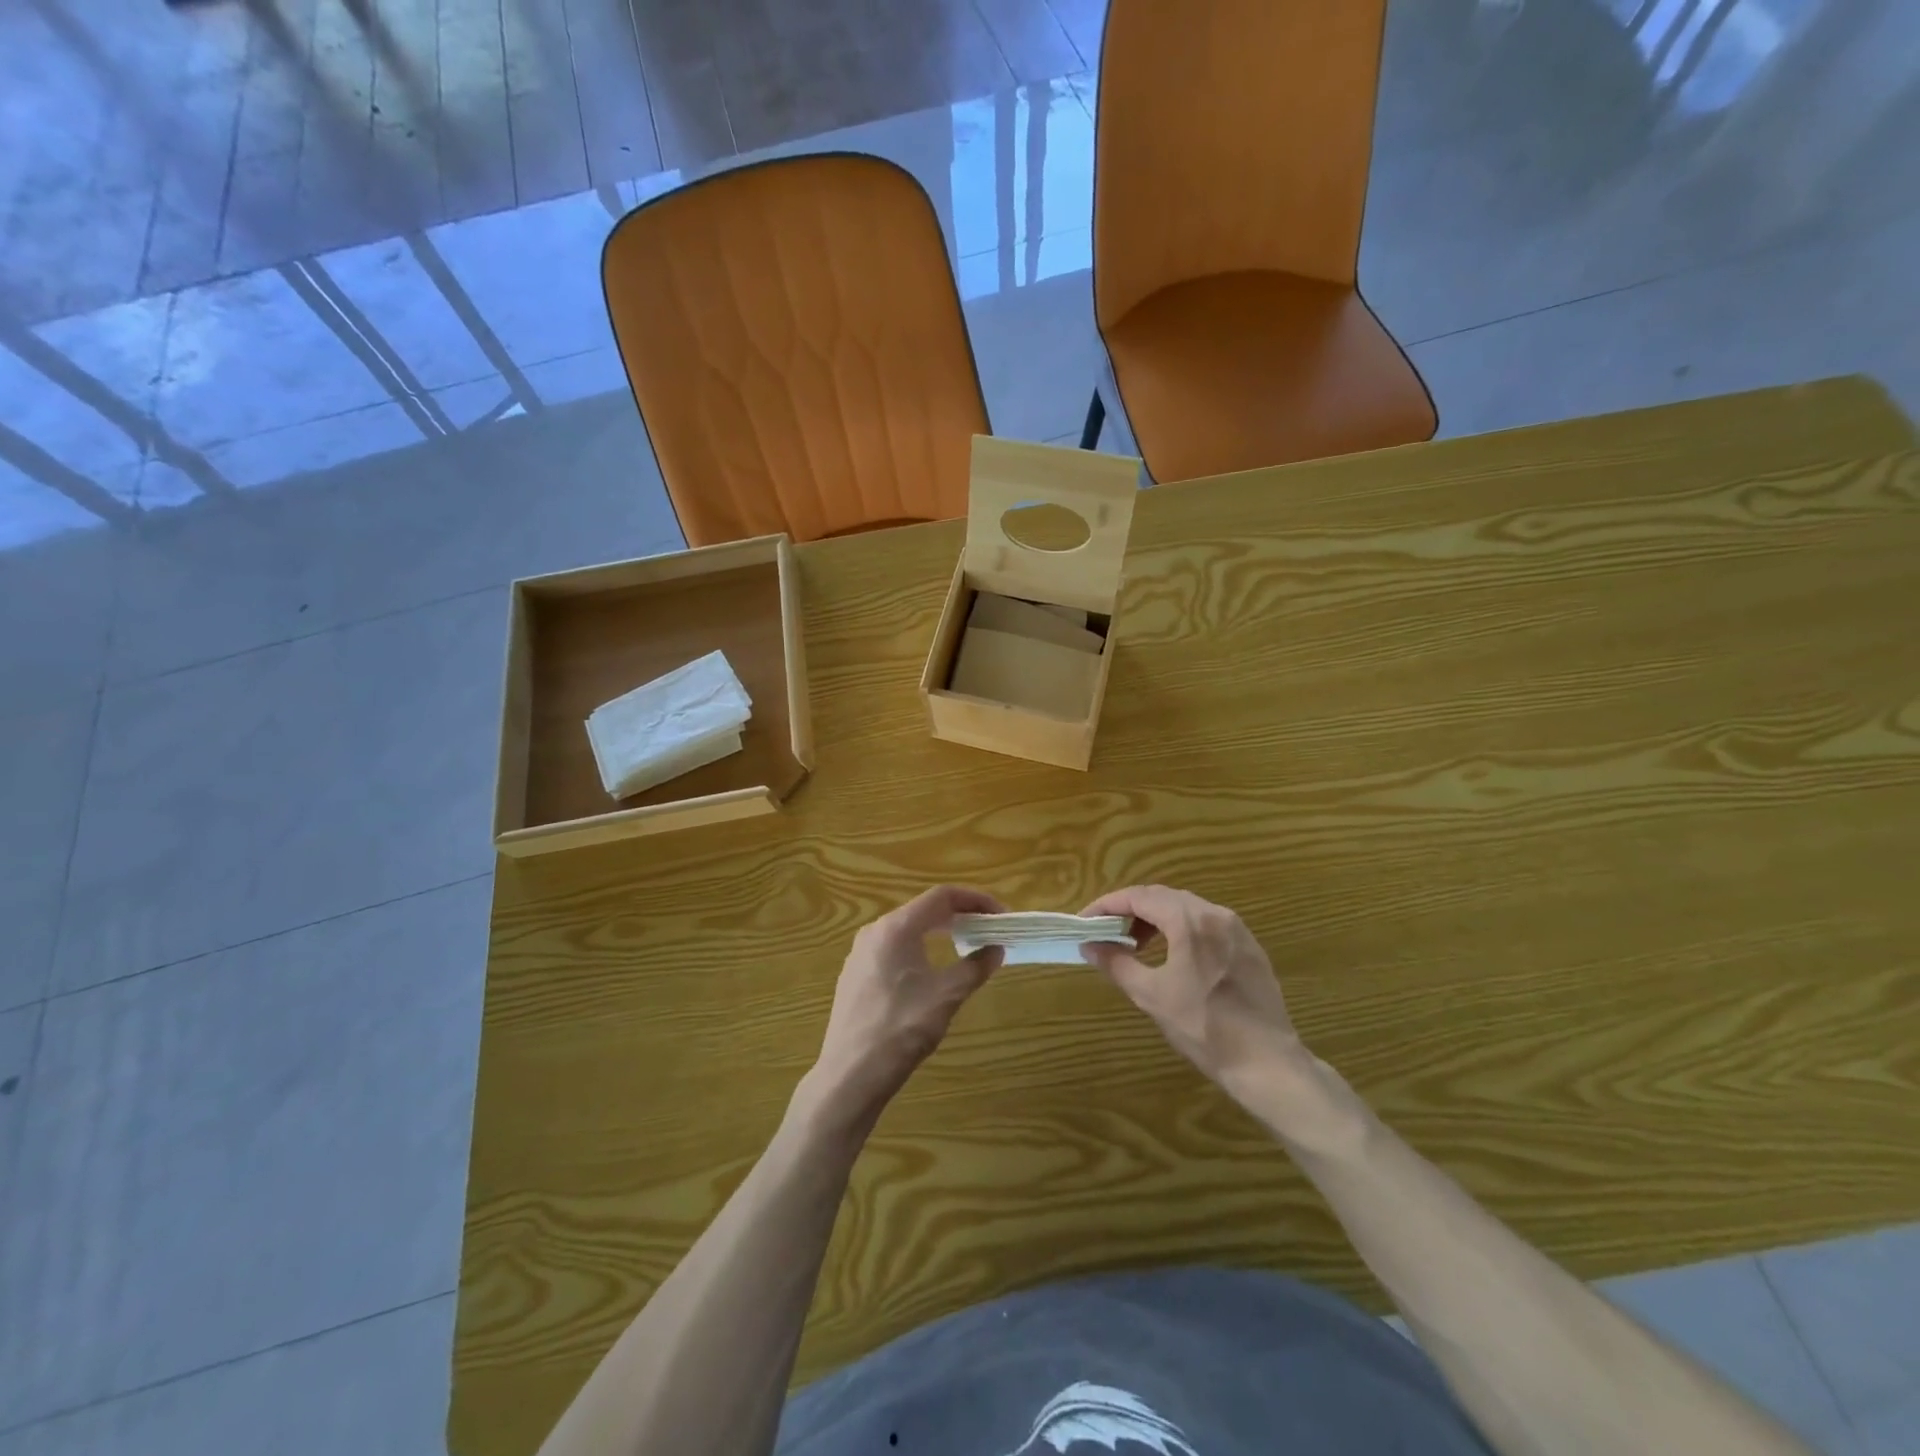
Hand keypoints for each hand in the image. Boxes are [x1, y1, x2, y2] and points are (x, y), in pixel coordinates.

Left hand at [803, 886, 1006, 1131]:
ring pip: (907, 929)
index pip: (942, 896)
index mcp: (896, 927)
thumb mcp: (947, 996)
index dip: (975, 900)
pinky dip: (919, 948)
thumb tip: (996, 949)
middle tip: (988, 929)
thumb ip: (975, 967)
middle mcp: (875, 931)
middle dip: (959, 915)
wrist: (850, 1075)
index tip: (1000, 915)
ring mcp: (860, 954)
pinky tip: (931, 971)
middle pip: (923, 909)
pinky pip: (893, 948)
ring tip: (965, 946)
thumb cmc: (901, 1029)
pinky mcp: (855, 975)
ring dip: (939, 932)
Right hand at [1080, 885, 1313, 1108]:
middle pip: (1163, 897)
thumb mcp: (1151, 996)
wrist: (1267, 1063)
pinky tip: (1173, 955)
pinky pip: (1207, 923)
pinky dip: (1181, 929)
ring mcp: (1237, 929)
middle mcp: (1215, 914)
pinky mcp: (1249, 947)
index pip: (1139, 896)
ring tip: (1135, 944)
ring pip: (1186, 908)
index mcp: (1190, 921)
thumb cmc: (1204, 1028)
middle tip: (1106, 931)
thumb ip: (1117, 963)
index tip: (1085, 921)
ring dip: (1155, 918)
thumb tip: (1089, 946)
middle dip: (1130, 910)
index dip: (1107, 905)